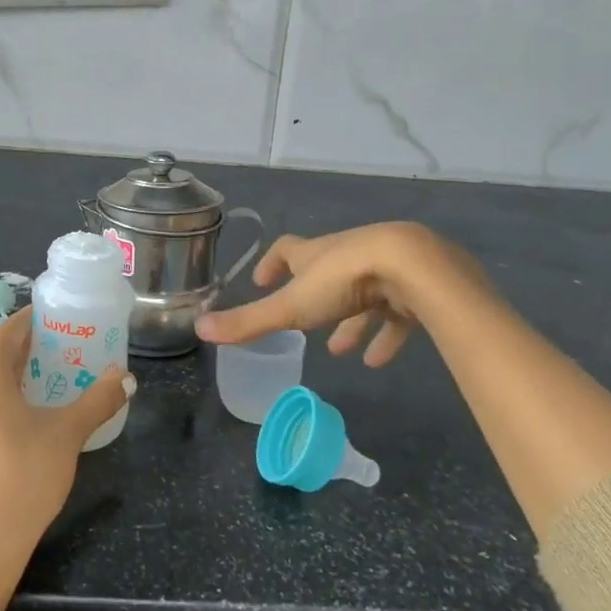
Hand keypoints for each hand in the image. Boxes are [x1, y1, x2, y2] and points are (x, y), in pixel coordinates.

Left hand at [0, 308, 133, 584]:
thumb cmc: (23, 476)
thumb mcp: (68, 434)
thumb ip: (99, 399)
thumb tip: (127, 377)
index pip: (13, 327)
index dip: (41, 322)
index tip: (68, 324)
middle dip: (32, 352)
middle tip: (69, 356)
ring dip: (15, 379)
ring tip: (52, 388)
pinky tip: (25, 422)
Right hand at [194, 222, 472, 365]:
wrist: (411, 266)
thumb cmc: (343, 280)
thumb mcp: (290, 306)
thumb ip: (248, 321)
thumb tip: (199, 327)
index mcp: (314, 254)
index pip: (288, 250)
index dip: (273, 262)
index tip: (262, 279)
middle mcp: (344, 256)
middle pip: (325, 274)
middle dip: (314, 298)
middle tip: (305, 326)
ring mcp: (381, 269)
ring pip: (361, 296)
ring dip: (349, 322)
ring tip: (339, 351)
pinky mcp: (411, 287)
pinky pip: (395, 314)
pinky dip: (384, 335)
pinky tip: (376, 361)